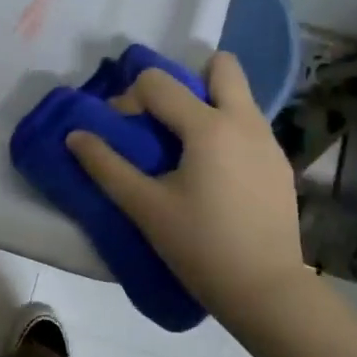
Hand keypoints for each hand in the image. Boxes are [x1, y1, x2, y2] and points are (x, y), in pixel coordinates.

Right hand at [66, 52, 303, 326]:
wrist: (265, 290)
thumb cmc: (200, 246)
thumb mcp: (145, 207)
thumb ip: (106, 166)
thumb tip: (75, 135)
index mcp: (209, 127)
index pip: (159, 82)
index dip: (130, 98)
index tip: (122, 132)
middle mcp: (245, 121)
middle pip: (221, 66)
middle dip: (188, 78)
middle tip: (166, 117)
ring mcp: (269, 142)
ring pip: (238, 97)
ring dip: (208, 106)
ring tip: (185, 150)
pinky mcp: (280, 165)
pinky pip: (249, 127)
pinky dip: (227, 133)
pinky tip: (214, 176)